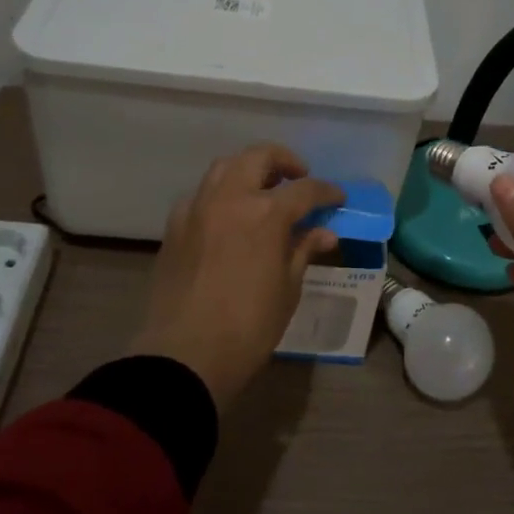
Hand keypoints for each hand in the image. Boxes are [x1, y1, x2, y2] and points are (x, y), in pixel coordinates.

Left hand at [131, 145, 342, 409]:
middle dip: (284, 161)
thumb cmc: (248, 327)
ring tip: (263, 189)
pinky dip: (220, 193)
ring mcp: (198, 208)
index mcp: (266, 213)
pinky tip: (228, 215)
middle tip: (298, 177)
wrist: (185, 356)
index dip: (326, 191)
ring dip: (248, 169)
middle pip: (259, 157)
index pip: (305, 189)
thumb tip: (324, 232)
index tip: (338, 198)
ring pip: (225, 167)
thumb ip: (303, 250)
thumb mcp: (287, 289)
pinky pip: (201, 194)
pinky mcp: (175, 225)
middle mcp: (230, 198)